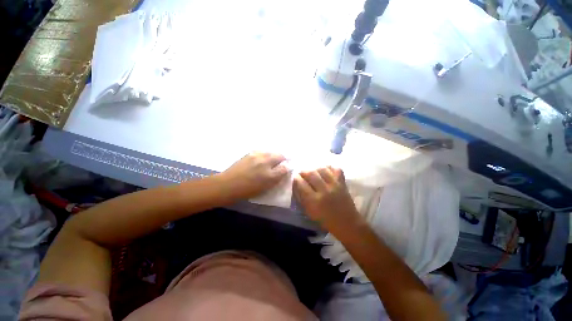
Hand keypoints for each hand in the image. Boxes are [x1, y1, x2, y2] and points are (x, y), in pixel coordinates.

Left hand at [219, 152, 288, 198]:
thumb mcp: (264, 188)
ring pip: (271, 152)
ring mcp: (257, 156)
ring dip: (275, 154)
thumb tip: (284, 171)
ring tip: (274, 158)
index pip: (285, 168)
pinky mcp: (250, 153)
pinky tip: (264, 157)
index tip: (289, 167)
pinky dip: (266, 153)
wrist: (228, 185)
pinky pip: (262, 151)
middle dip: (284, 157)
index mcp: (269, 175)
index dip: (289, 167)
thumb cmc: (247, 190)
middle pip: (280, 155)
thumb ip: (276, 179)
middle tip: (284, 160)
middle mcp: (265, 163)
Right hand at [293, 166, 362, 234]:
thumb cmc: (325, 220)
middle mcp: (324, 191)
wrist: (347, 223)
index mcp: (314, 201)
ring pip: (322, 169)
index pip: (301, 184)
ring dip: (315, 168)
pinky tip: (325, 171)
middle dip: (303, 171)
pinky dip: (329, 168)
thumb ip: (302, 198)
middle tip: (302, 173)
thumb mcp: (310, 212)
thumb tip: (297, 185)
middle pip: (311, 173)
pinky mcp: (343, 182)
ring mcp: (335, 185)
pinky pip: (335, 169)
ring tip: (313, 171)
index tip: (295, 177)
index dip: (296, 178)